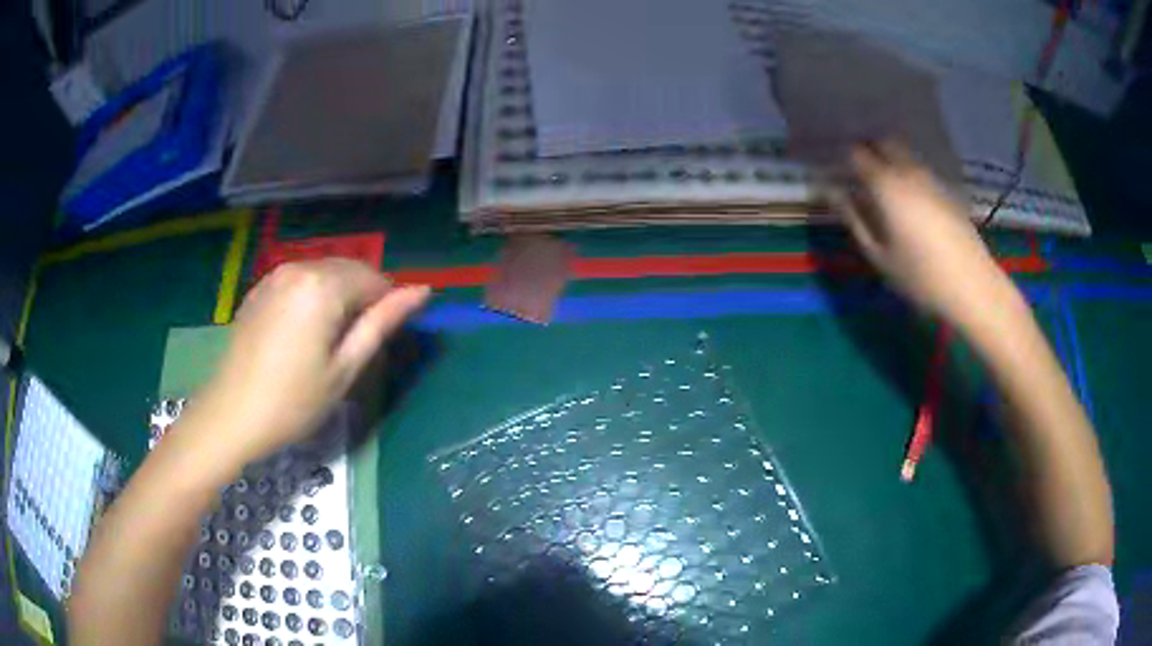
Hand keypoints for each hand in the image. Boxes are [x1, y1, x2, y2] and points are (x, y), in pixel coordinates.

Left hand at [189, 259, 430, 464]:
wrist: (232, 415)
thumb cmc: (294, 401)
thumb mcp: (345, 368)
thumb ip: (382, 323)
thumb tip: (422, 291)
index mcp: (323, 285)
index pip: (375, 279)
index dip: (387, 307)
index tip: (381, 342)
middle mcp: (299, 267)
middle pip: (349, 270)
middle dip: (363, 298)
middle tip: (358, 344)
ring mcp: (275, 275)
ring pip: (325, 273)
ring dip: (339, 297)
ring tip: (331, 341)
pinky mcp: (260, 289)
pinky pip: (300, 281)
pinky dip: (314, 297)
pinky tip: (304, 332)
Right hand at [835, 142, 1016, 327]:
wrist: (972, 286)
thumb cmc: (920, 277)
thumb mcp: (879, 256)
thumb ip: (854, 219)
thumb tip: (832, 192)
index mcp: (886, 186)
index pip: (858, 154)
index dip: (846, 158)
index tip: (840, 172)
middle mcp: (908, 172)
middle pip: (885, 143)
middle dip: (870, 151)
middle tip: (861, 174)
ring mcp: (931, 179)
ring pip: (906, 155)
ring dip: (891, 161)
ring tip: (885, 187)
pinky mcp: (947, 190)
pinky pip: (921, 170)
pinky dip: (910, 174)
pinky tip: (911, 200)